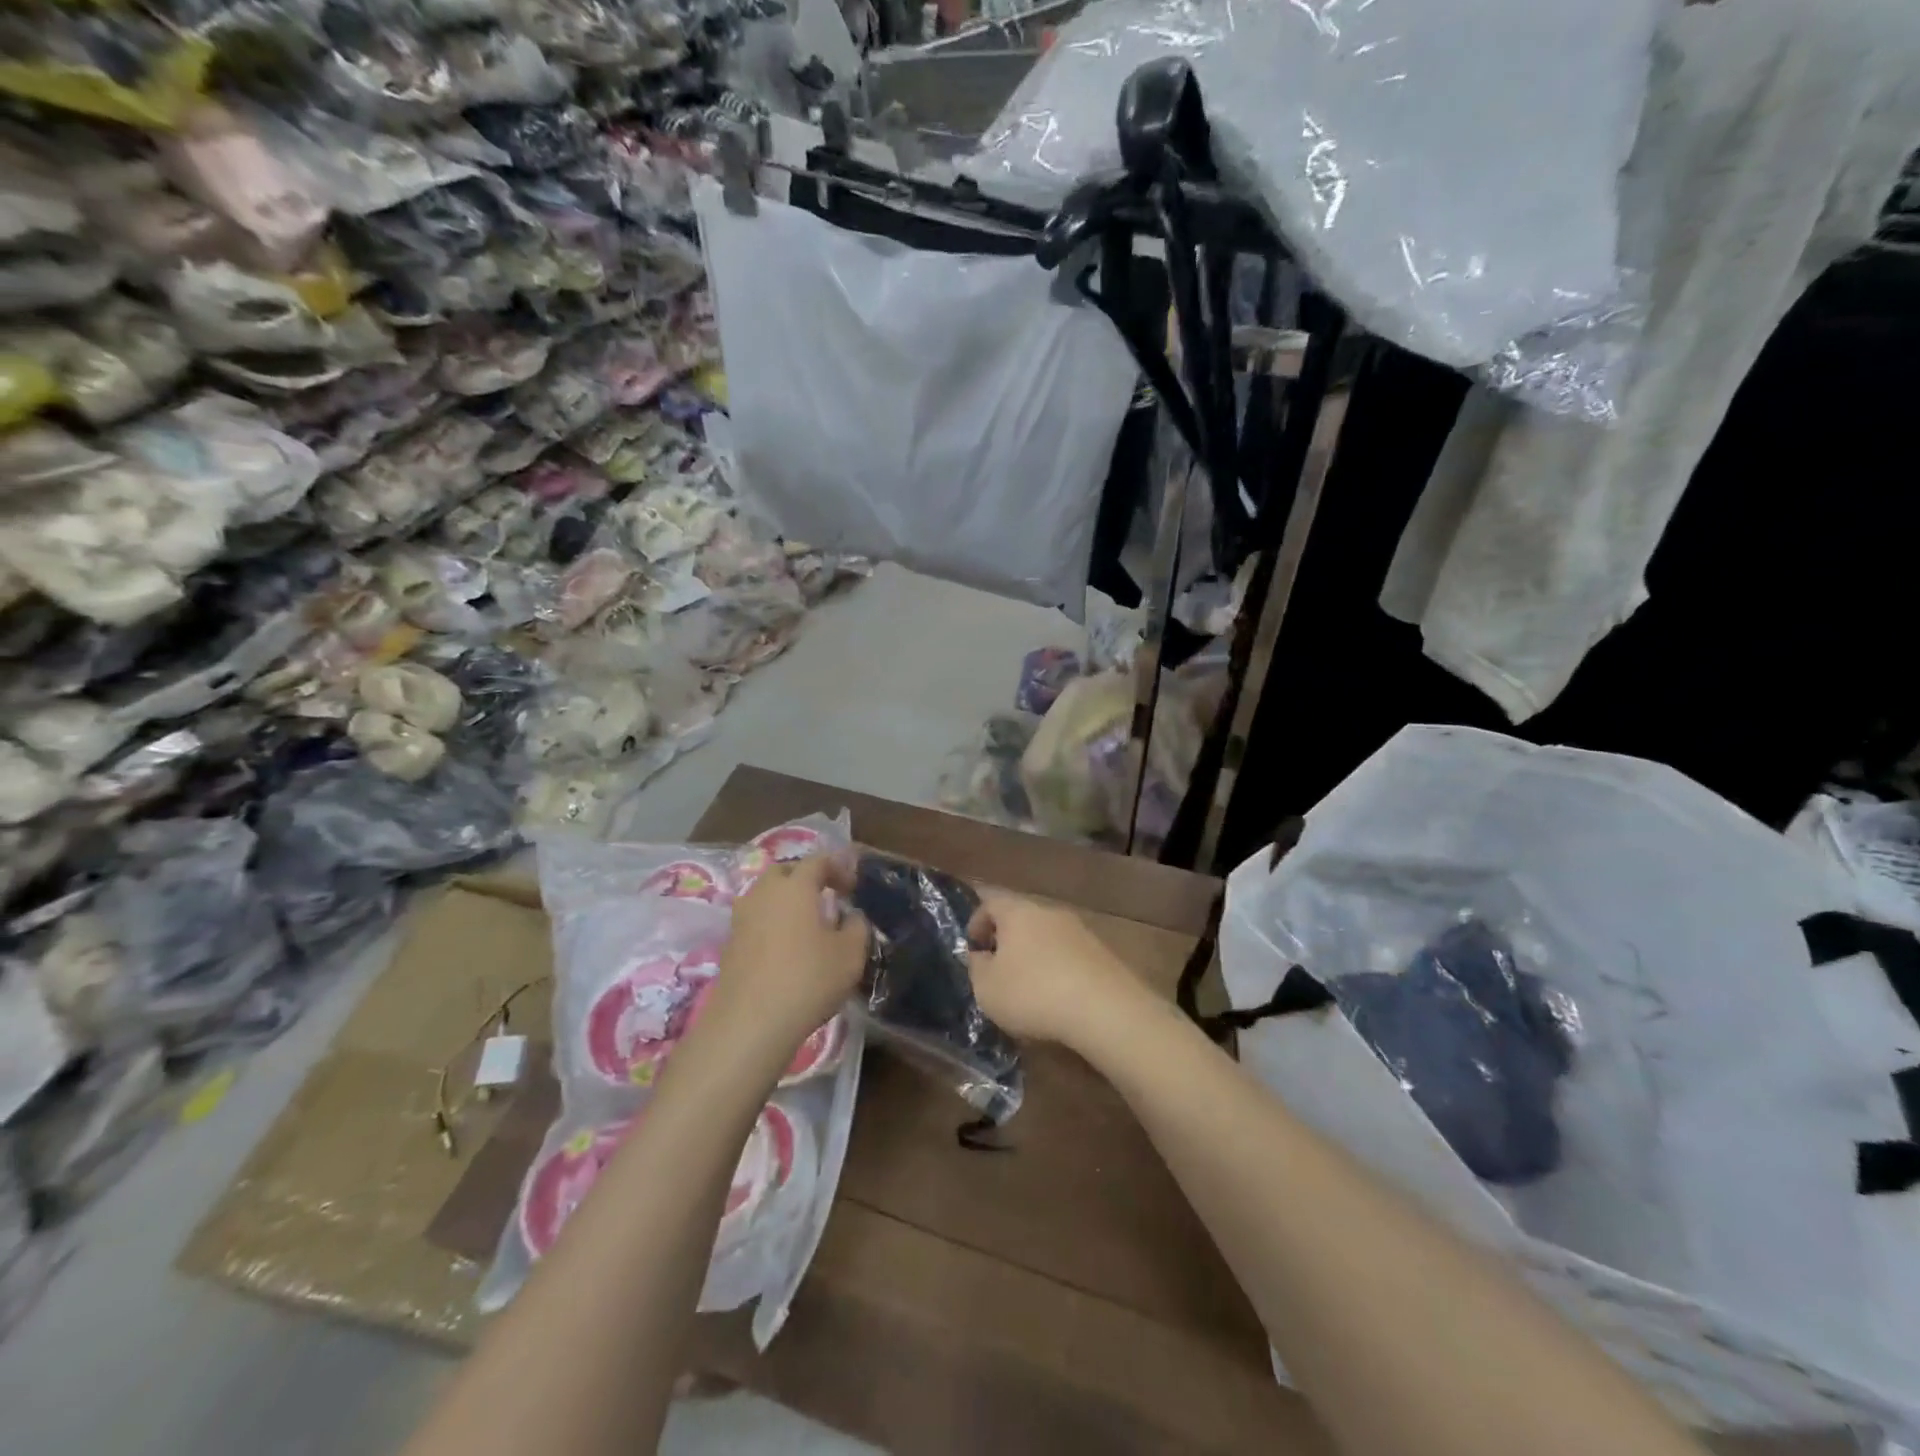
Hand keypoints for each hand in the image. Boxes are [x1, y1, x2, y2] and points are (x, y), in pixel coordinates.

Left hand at [708, 850, 868, 1055]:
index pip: (817, 860)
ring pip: (766, 896)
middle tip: (826, 898)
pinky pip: (755, 920)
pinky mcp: (729, 944)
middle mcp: (764, 893)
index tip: (852, 886)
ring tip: (806, 924)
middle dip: (806, 878)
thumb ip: (856, 927)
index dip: (838, 867)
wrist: (749, 1024)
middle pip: (785, 872)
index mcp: (795, 886)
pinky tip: (786, 948)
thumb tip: (850, 916)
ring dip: (786, 902)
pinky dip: (772, 924)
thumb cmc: (808, 979)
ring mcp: (741, 918)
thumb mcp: (850, 954)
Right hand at [965, 889, 1139, 1046]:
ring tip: (1028, 987)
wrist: (1105, 1010)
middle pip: (1021, 917)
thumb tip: (979, 955)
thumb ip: (976, 967)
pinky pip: (1070, 955)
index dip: (976, 921)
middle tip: (997, 967)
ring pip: (1047, 936)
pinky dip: (1059, 970)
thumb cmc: (1033, 993)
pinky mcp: (1102, 953)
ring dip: (1035, 955)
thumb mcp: (986, 988)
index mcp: (1017, 912)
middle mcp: (1049, 912)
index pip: (990, 901)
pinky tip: (1057, 998)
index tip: (972, 947)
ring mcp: (1080, 931)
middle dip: (1007, 939)